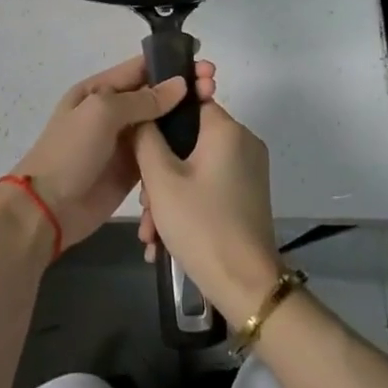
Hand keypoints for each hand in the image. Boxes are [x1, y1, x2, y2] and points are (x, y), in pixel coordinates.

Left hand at [9, 56, 216, 249]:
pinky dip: (177, 146)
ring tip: (214, 111)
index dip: (171, 64)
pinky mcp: (132, 169)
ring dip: (184, 116)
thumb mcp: (102, 113)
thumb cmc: (70, 152)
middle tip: (214, 87)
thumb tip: (180, 85)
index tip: (203, 63)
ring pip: (160, 123)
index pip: (140, 68)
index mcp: (99, 90)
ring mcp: (123, 142)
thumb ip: (142, 99)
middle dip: (183, 89)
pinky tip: (202, 143)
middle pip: (155, 94)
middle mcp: (113, 112)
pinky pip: (159, 152)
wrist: (47, 209)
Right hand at [133, 98, 282, 322]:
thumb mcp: (161, 180)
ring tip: (151, 232)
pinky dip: (187, 204)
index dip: (159, 119)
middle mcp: (243, 142)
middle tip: (144, 205)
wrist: (246, 285)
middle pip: (189, 140)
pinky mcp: (248, 195)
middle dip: (159, 171)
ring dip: (168, 195)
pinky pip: (209, 185)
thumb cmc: (201, 224)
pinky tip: (164, 239)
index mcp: (227, 129)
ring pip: (195, 167)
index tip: (138, 143)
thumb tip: (143, 115)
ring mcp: (248, 170)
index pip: (188, 102)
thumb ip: (146, 138)